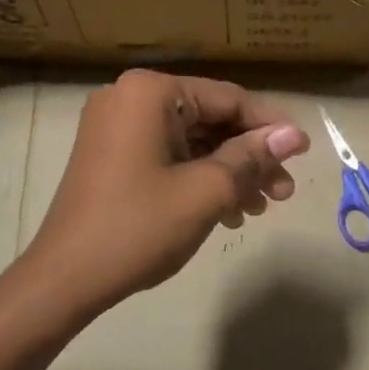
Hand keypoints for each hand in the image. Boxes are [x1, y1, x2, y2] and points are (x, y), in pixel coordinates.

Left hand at [19, 70, 308, 322]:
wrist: (64, 277)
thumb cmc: (138, 227)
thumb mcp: (205, 191)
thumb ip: (251, 157)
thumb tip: (295, 135)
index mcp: (150, 92)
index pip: (227, 99)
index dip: (269, 126)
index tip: (303, 153)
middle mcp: (131, 97)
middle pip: (208, 119)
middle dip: (249, 156)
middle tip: (283, 192)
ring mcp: (116, 125)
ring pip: (190, 140)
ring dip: (227, 171)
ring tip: (259, 208)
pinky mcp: (111, 153)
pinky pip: (166, 154)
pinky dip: (197, 177)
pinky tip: (226, 211)